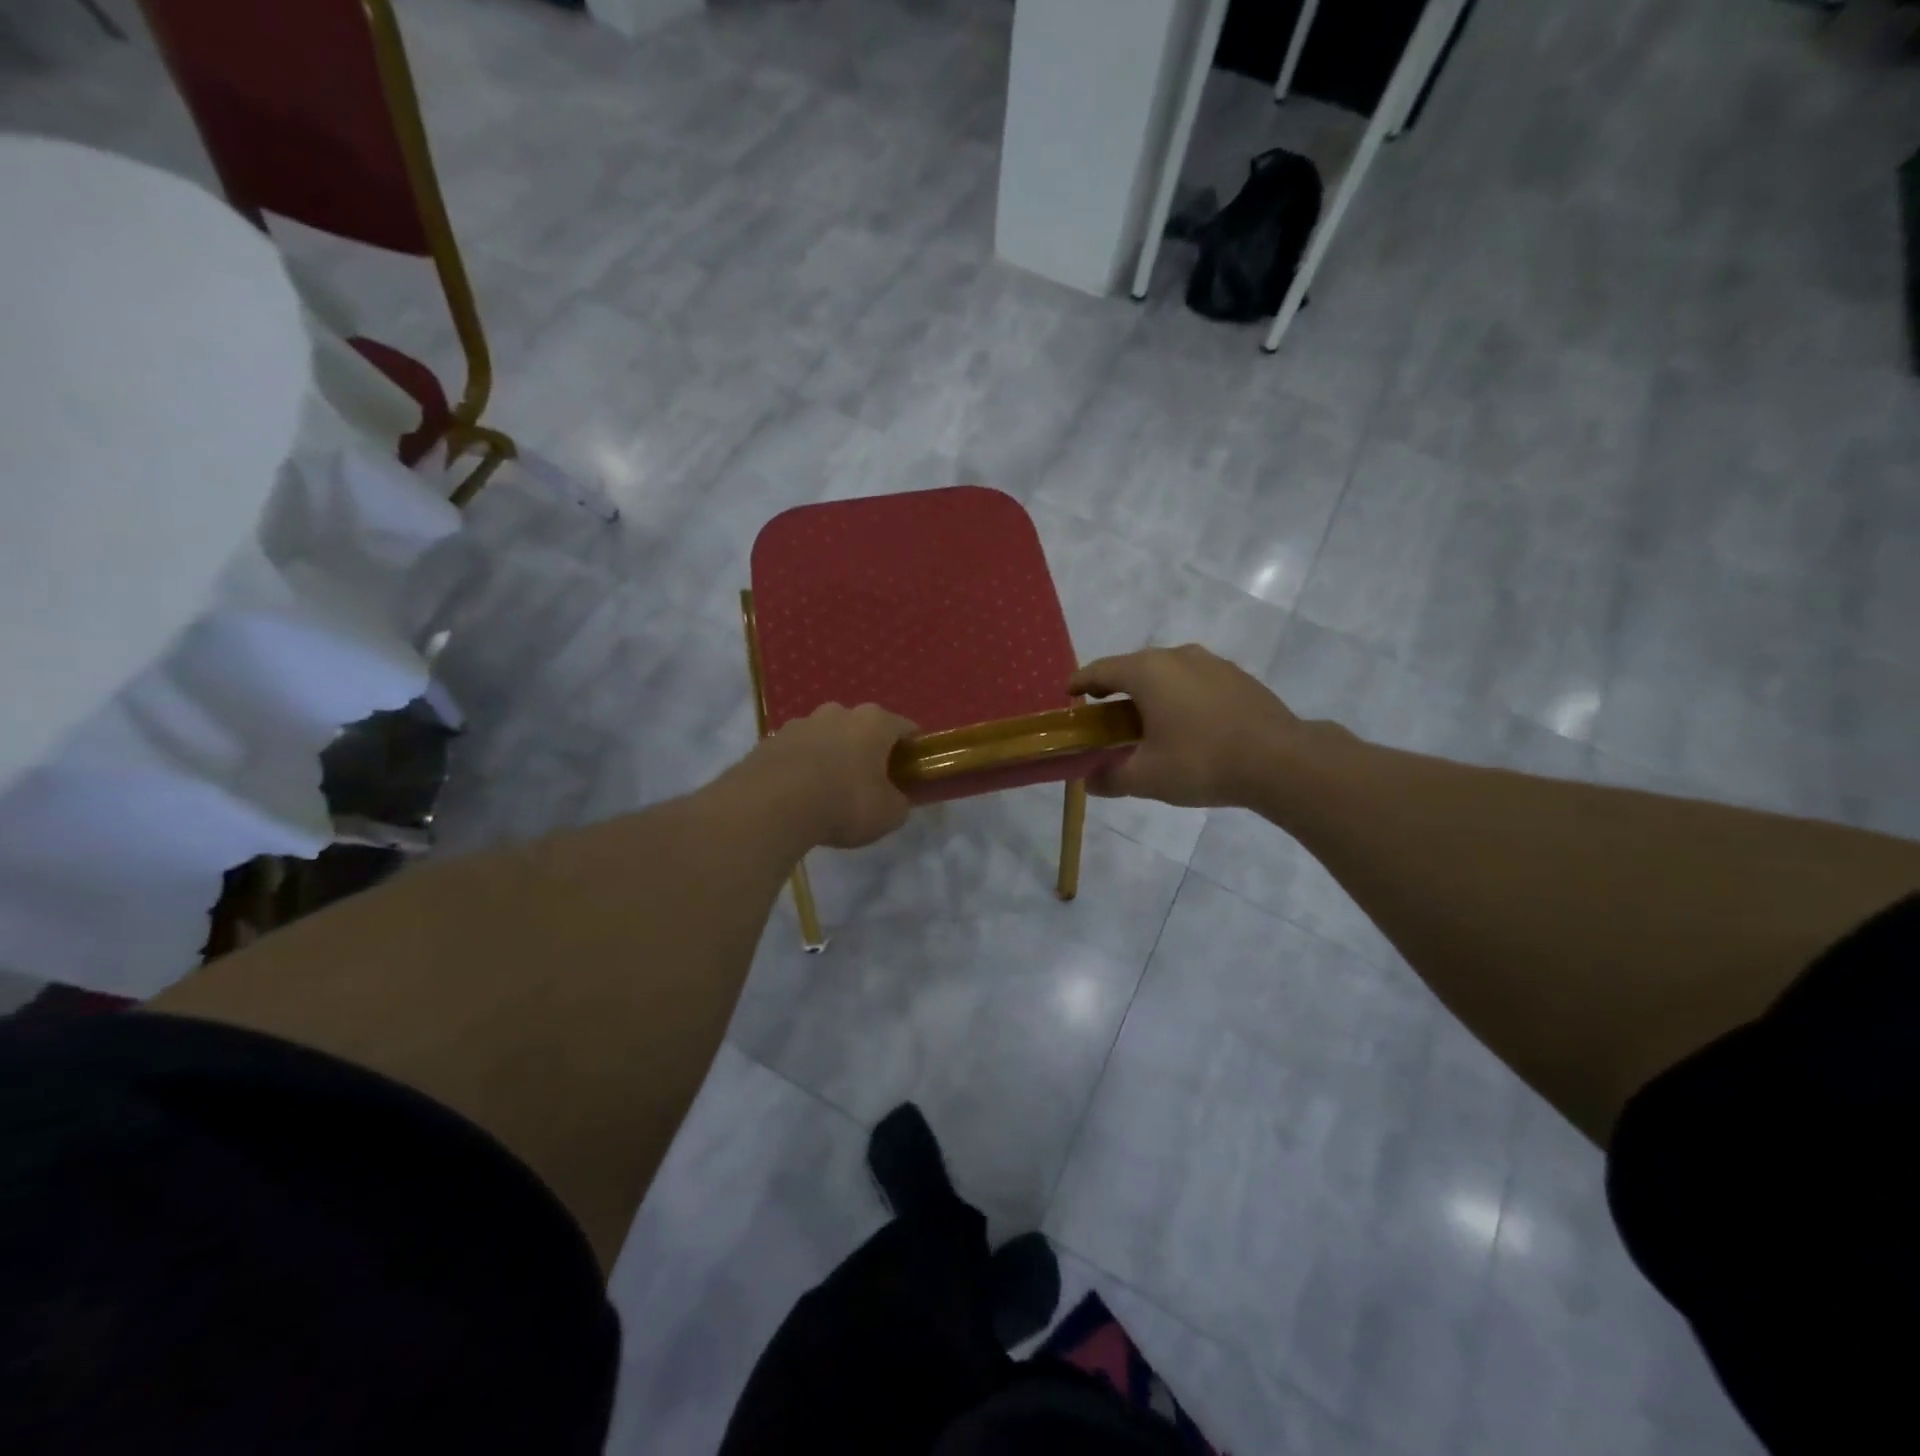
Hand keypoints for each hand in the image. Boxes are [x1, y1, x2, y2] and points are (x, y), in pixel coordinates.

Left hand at [748, 702, 917, 848]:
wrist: (772, 805)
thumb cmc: (845, 802)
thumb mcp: (888, 814)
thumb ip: (899, 803)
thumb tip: (896, 800)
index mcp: (874, 722)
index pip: (905, 728)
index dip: (912, 750)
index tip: (911, 772)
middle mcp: (839, 712)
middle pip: (862, 728)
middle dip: (868, 750)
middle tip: (869, 783)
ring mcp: (801, 723)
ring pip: (826, 737)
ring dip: (832, 756)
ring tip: (829, 791)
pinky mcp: (770, 740)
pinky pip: (796, 752)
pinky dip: (802, 768)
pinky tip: (800, 795)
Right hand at [1070, 645, 1305, 807]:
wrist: (1280, 760)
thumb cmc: (1201, 761)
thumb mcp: (1147, 777)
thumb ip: (1112, 777)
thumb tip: (1090, 781)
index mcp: (1147, 672)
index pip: (1101, 670)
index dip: (1080, 682)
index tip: (1069, 694)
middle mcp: (1177, 657)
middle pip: (1133, 667)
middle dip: (1114, 689)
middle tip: (1105, 716)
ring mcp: (1211, 663)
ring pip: (1167, 672)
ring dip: (1149, 692)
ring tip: (1146, 722)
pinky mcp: (1237, 677)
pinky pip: (1194, 681)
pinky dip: (1179, 696)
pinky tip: (1187, 724)